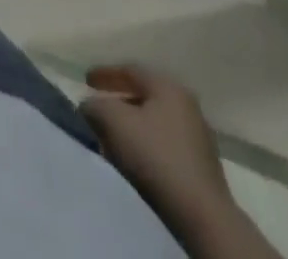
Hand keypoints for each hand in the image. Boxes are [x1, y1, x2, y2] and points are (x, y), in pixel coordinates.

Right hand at [80, 65, 231, 232]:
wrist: (202, 216)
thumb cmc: (155, 156)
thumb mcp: (112, 121)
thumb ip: (94, 105)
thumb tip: (89, 106)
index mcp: (169, 87)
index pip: (131, 70)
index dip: (105, 73)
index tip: (85, 81)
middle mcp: (187, 106)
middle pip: (145, 96)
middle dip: (118, 101)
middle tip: (99, 108)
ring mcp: (199, 138)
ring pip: (155, 122)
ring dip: (131, 126)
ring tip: (111, 137)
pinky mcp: (202, 168)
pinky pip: (165, 145)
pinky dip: (145, 145)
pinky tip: (133, 159)